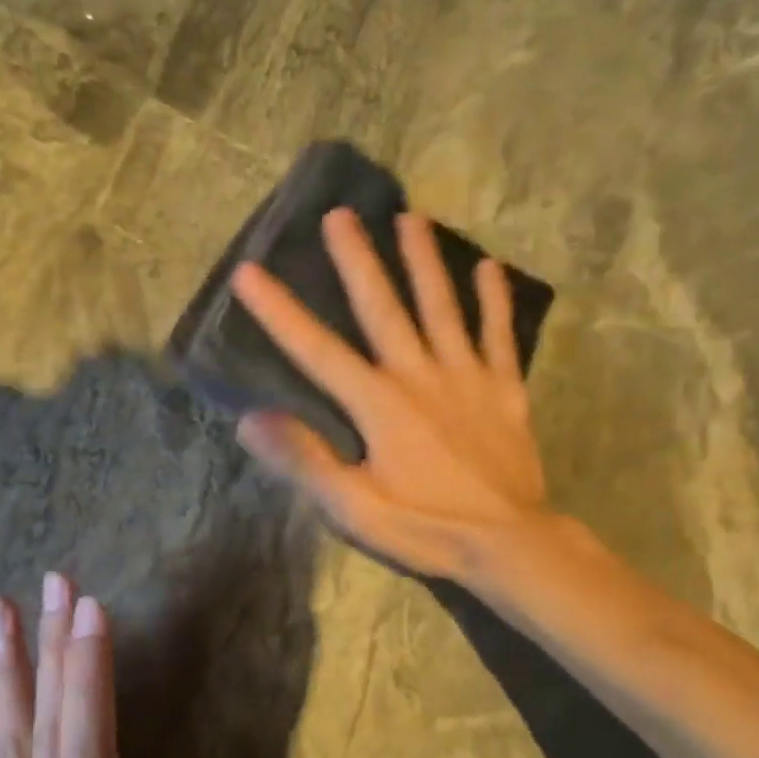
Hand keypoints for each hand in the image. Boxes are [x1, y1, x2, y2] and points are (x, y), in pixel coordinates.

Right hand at [229, 207, 548, 580]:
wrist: (509, 544)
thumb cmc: (424, 527)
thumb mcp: (353, 507)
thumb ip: (305, 459)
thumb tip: (251, 419)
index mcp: (378, 404)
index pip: (317, 350)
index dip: (280, 312)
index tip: (249, 272)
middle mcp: (419, 376)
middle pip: (384, 308)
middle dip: (358, 260)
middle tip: (341, 214)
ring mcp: (466, 378)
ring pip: (442, 307)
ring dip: (425, 261)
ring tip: (411, 217)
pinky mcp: (503, 390)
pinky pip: (497, 336)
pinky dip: (493, 301)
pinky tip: (489, 268)